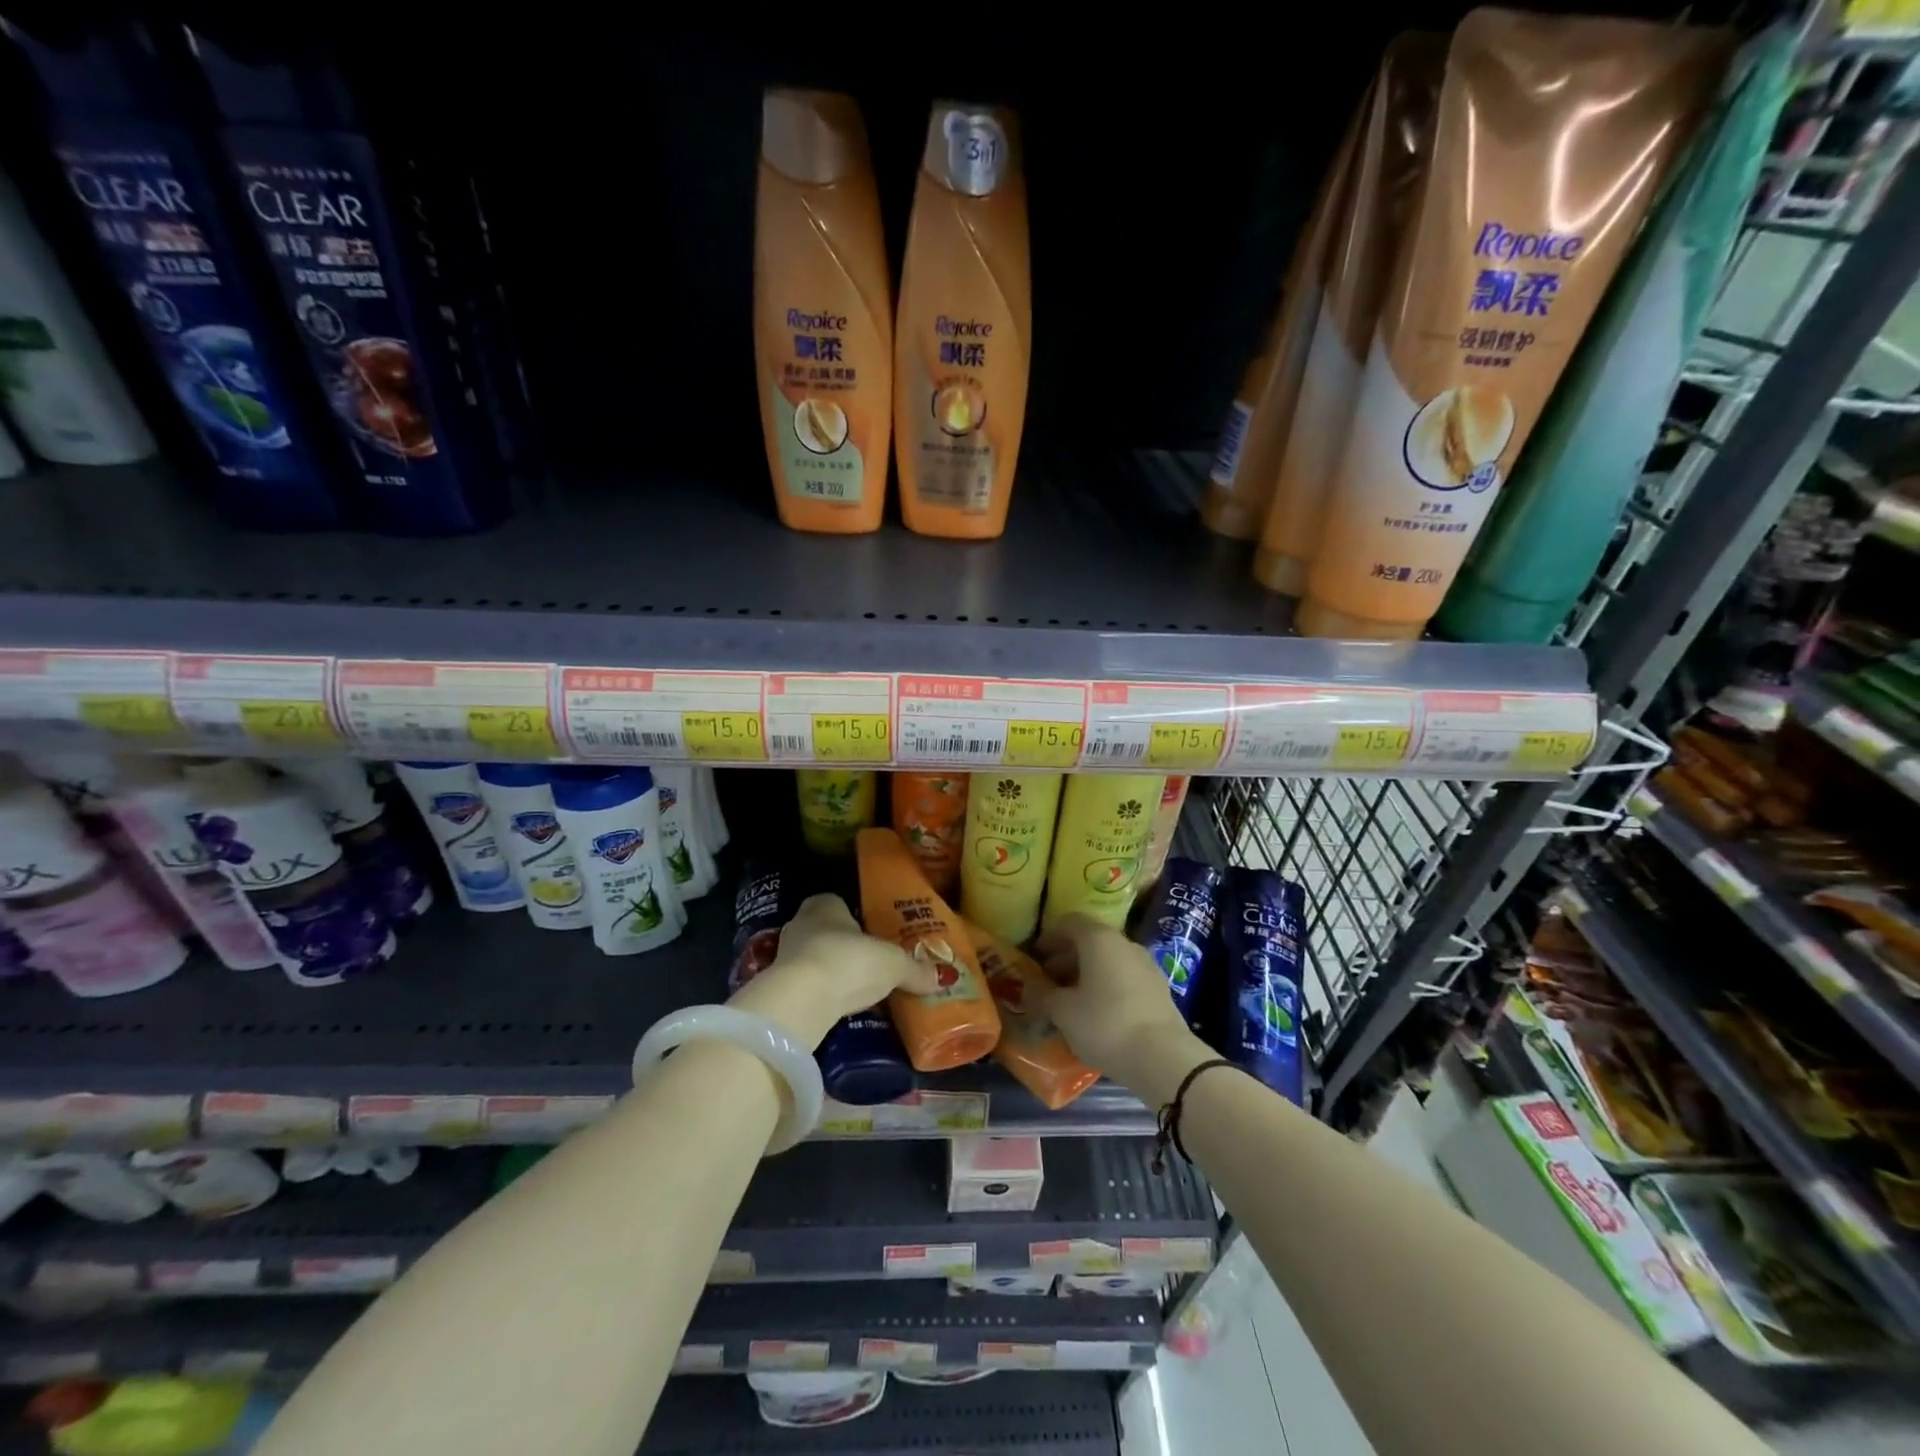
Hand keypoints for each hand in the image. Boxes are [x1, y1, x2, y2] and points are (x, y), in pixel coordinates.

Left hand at [728, 894, 938, 1047]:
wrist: (800, 1002)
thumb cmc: (848, 962)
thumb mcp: (893, 964)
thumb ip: (915, 969)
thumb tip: (944, 977)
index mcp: (824, 905)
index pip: (837, 903)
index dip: (855, 918)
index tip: (873, 935)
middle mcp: (800, 924)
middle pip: (826, 932)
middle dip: (846, 948)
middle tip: (872, 965)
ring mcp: (784, 957)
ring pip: (814, 960)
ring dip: (832, 973)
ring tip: (859, 991)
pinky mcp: (778, 990)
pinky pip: (806, 988)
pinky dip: (821, 996)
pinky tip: (838, 1010)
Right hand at [1030, 914, 1211, 1104]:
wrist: (1163, 1058)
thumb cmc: (1105, 1025)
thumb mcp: (1063, 1012)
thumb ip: (1042, 994)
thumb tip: (1029, 986)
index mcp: (1099, 939)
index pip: (1069, 922)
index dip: (1049, 937)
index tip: (1035, 957)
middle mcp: (1124, 943)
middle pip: (1090, 940)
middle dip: (1066, 958)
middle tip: (1048, 981)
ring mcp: (1146, 965)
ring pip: (1109, 959)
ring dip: (1087, 973)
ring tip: (1070, 1000)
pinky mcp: (1159, 988)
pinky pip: (1125, 977)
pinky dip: (1107, 986)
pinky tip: (1097, 1013)